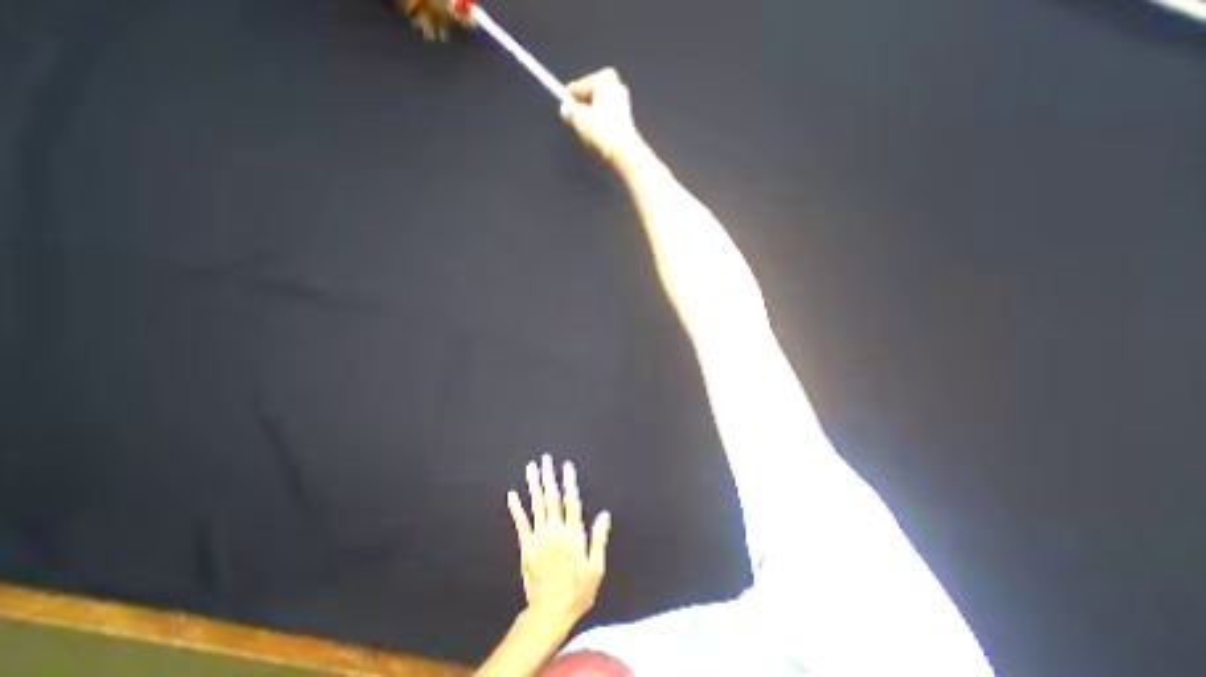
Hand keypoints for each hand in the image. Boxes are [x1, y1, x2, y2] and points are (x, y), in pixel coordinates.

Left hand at [506, 451, 611, 620]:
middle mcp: (555, 531)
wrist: (549, 613)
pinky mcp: (526, 547)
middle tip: (545, 459)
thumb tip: (604, 515)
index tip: (567, 466)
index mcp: (572, 535)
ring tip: (531, 468)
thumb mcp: (596, 568)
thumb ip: (599, 539)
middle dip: (549, 476)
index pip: (571, 501)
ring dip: (534, 485)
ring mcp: (538, 538)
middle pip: (551, 498)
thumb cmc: (577, 591)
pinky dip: (516, 508)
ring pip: (536, 505)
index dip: (569, 482)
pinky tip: (512, 494)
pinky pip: (521, 523)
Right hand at [560, 66, 643, 162]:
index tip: (563, 109)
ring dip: (590, 118)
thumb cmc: (600, 130)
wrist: (622, 150)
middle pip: (590, 97)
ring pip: (598, 109)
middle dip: (581, 108)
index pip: (579, 87)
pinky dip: (599, 125)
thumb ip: (569, 111)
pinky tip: (596, 137)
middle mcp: (617, 85)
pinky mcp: (626, 120)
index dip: (568, 99)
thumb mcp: (578, 118)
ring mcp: (624, 103)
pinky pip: (606, 119)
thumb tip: (565, 109)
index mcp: (605, 78)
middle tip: (573, 121)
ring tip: (584, 132)